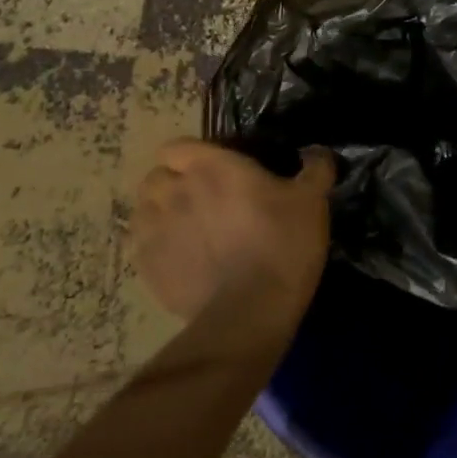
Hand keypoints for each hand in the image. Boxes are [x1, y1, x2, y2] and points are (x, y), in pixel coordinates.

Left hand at [128, 140, 335, 342]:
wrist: (250, 311)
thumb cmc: (282, 243)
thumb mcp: (312, 200)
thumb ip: (315, 169)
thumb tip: (316, 152)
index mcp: (210, 167)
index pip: (177, 146)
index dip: (192, 155)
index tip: (215, 169)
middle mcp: (174, 191)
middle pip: (156, 177)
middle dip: (174, 183)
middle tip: (203, 199)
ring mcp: (154, 230)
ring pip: (143, 210)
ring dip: (160, 213)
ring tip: (186, 228)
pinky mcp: (145, 267)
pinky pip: (139, 245)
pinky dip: (155, 245)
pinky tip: (180, 257)